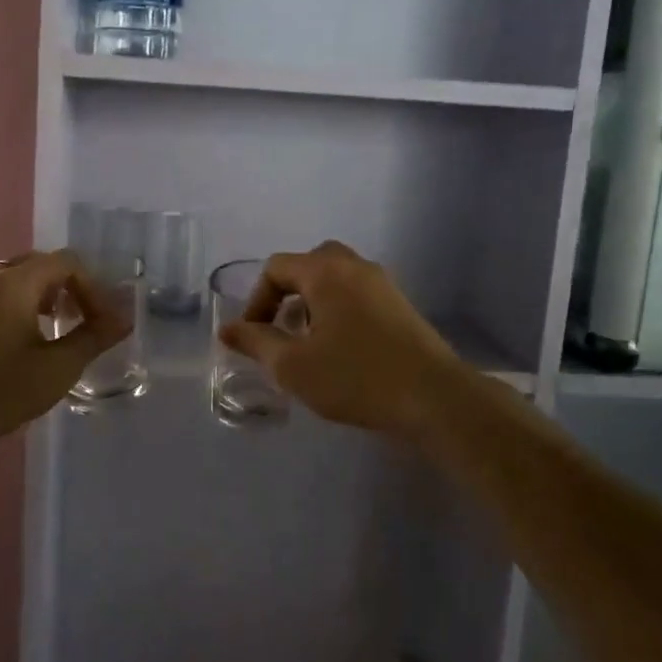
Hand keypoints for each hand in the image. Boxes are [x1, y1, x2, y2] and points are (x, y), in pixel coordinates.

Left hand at [0, 250, 130, 456]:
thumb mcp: (57, 368)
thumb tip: (123, 319)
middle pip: (38, 265)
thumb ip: (93, 338)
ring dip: (41, 297)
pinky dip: (15, 307)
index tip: (101, 322)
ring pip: (12, 281)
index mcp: (14, 283)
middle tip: (80, 320)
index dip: (92, 288)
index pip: (66, 262)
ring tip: (53, 331)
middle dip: (67, 288)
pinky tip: (17, 344)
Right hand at [218, 241, 472, 439]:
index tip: (254, 337)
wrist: (434, 397)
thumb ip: (256, 342)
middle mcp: (355, 266)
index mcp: (325, 271)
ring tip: (309, 343)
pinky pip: (357, 293)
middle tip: (282, 330)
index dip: (256, 300)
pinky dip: (338, 309)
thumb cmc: (356, 377)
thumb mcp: (293, 366)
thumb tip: (227, 328)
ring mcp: (383, 283)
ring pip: (335, 278)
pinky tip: (341, 349)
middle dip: (287, 295)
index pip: (276, 268)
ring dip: (313, 303)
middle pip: (308, 264)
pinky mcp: (401, 305)